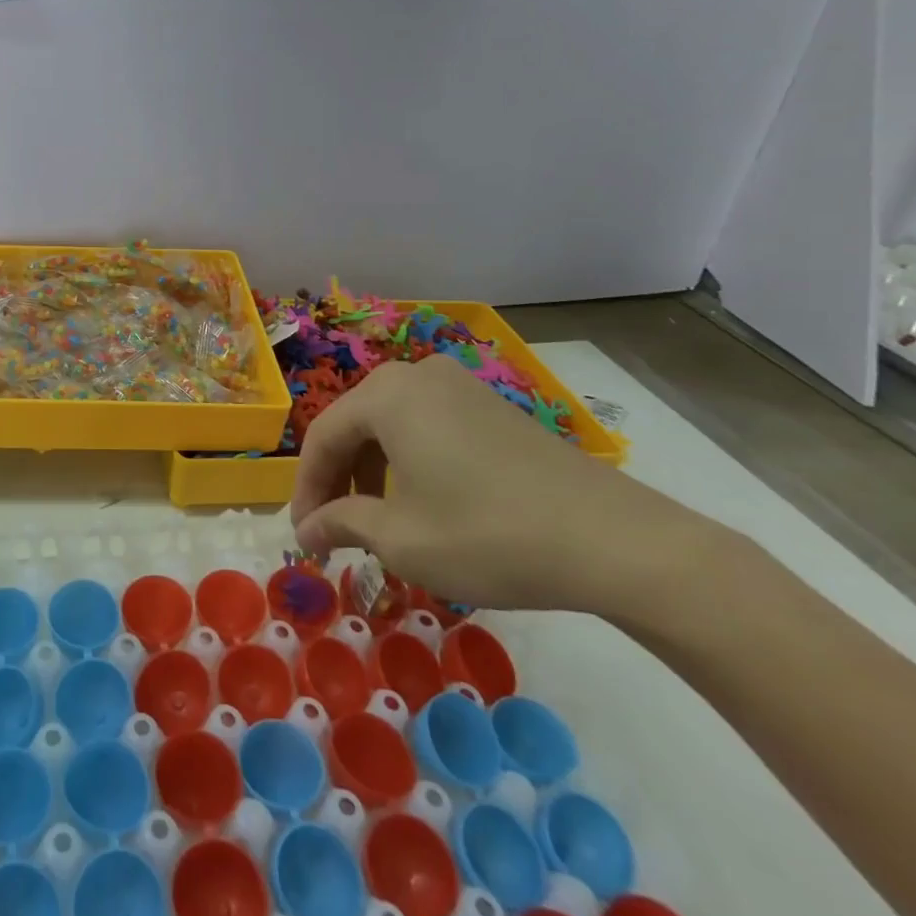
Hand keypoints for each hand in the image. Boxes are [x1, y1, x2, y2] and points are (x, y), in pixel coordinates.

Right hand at [290, 358, 710, 615]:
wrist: (612, 540)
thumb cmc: (486, 534)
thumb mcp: (400, 539)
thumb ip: (341, 524)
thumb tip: (306, 530)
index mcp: (385, 394)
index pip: (322, 438)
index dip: (306, 490)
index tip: (303, 536)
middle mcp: (416, 375)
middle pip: (355, 426)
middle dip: (338, 480)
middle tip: (333, 531)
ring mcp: (459, 386)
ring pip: (391, 426)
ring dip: (372, 473)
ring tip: (374, 523)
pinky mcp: (492, 407)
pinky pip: (427, 427)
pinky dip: (409, 463)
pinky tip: (421, 504)